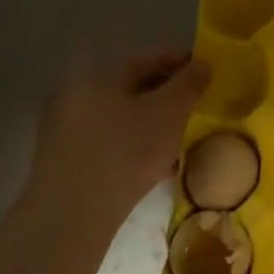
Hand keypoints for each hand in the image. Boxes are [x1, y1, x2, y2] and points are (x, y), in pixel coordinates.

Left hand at [23, 50, 210, 220]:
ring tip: (182, 137)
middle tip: (197, 106)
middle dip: (169, 94)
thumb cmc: (126, 152)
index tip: (208, 73)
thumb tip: (202, 64)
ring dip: (153, 121)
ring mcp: (66, 128)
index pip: (149, 58)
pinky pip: (110, 140)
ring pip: (123, 115)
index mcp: (99, 75)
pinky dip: (136, 143)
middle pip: (134, 86)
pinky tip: (157, 163)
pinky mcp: (65, 159)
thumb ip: (189, 84)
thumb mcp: (169, 113)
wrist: (73, 215)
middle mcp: (76, 93)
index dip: (182, 62)